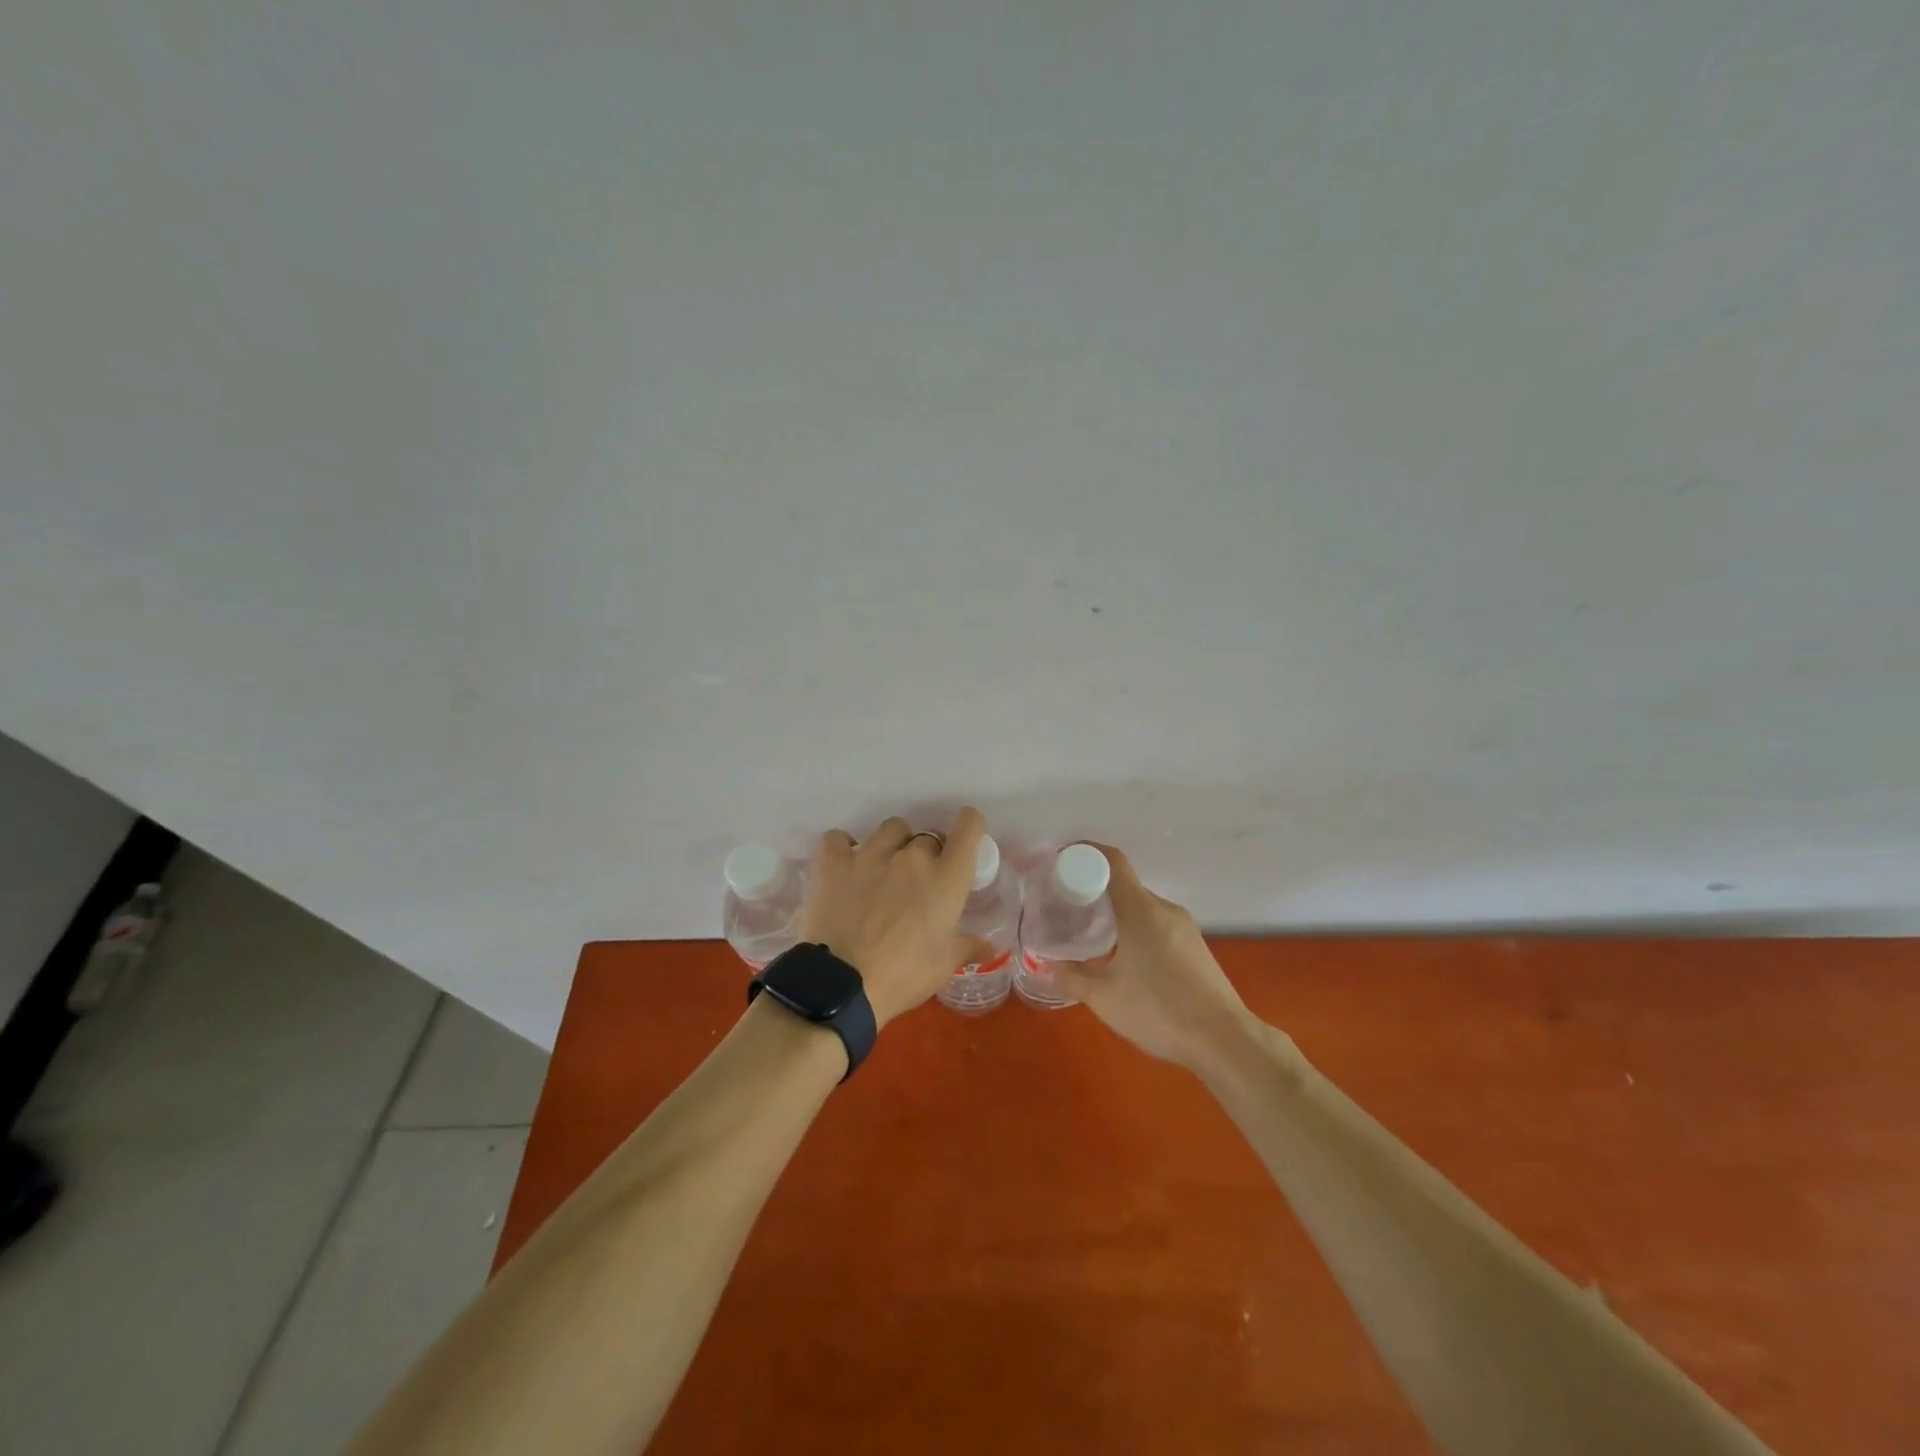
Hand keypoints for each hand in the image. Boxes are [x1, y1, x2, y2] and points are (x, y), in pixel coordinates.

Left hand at [796, 808, 992, 1028]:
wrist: (840, 987)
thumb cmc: (902, 977)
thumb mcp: (942, 967)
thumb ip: (965, 948)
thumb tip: (987, 948)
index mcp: (946, 878)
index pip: (969, 827)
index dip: (970, 825)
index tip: (965, 838)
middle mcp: (912, 857)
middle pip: (927, 837)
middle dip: (927, 856)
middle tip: (917, 884)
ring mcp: (870, 855)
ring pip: (891, 829)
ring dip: (893, 845)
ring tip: (883, 871)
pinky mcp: (834, 863)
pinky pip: (839, 839)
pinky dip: (843, 847)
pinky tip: (845, 865)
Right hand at [1051, 845, 1258, 1074]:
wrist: (1224, 1040)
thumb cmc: (1159, 1010)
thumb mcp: (1105, 997)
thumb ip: (1071, 977)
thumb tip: (1043, 966)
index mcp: (1141, 910)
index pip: (1113, 862)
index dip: (1085, 853)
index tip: (1061, 862)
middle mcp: (1165, 909)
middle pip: (1125, 885)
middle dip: (1094, 890)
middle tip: (1066, 906)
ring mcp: (1184, 928)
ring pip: (1142, 907)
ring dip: (1115, 913)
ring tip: (1090, 933)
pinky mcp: (1195, 947)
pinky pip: (1157, 924)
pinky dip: (1134, 928)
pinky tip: (1123, 956)